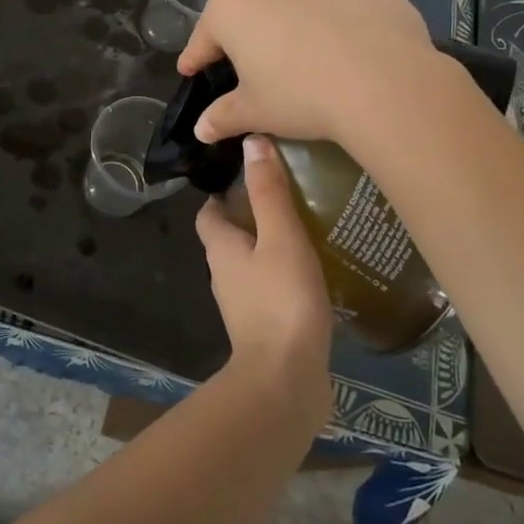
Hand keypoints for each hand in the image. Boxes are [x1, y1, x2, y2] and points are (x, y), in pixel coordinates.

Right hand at [179, 0, 441, 146]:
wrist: (384, 82)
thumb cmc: (303, 96)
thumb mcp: (257, 112)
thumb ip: (224, 116)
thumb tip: (200, 129)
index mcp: (232, 8)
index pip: (206, 35)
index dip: (197, 56)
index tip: (192, 70)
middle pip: (251, 8)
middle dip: (251, 33)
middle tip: (260, 66)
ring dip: (295, 18)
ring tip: (312, 52)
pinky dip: (337, 13)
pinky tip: (350, 40)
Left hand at [196, 135, 333, 434]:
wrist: (286, 382)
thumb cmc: (281, 302)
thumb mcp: (281, 237)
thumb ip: (269, 191)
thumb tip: (252, 141)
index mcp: (220, 249)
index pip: (209, 212)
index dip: (222, 192)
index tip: (249, 173)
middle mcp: (224, 275)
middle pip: (230, 236)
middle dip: (251, 215)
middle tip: (288, 194)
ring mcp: (243, 305)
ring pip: (251, 264)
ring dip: (270, 246)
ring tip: (307, 226)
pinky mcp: (265, 328)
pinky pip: (270, 290)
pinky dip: (284, 275)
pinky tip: (314, 271)